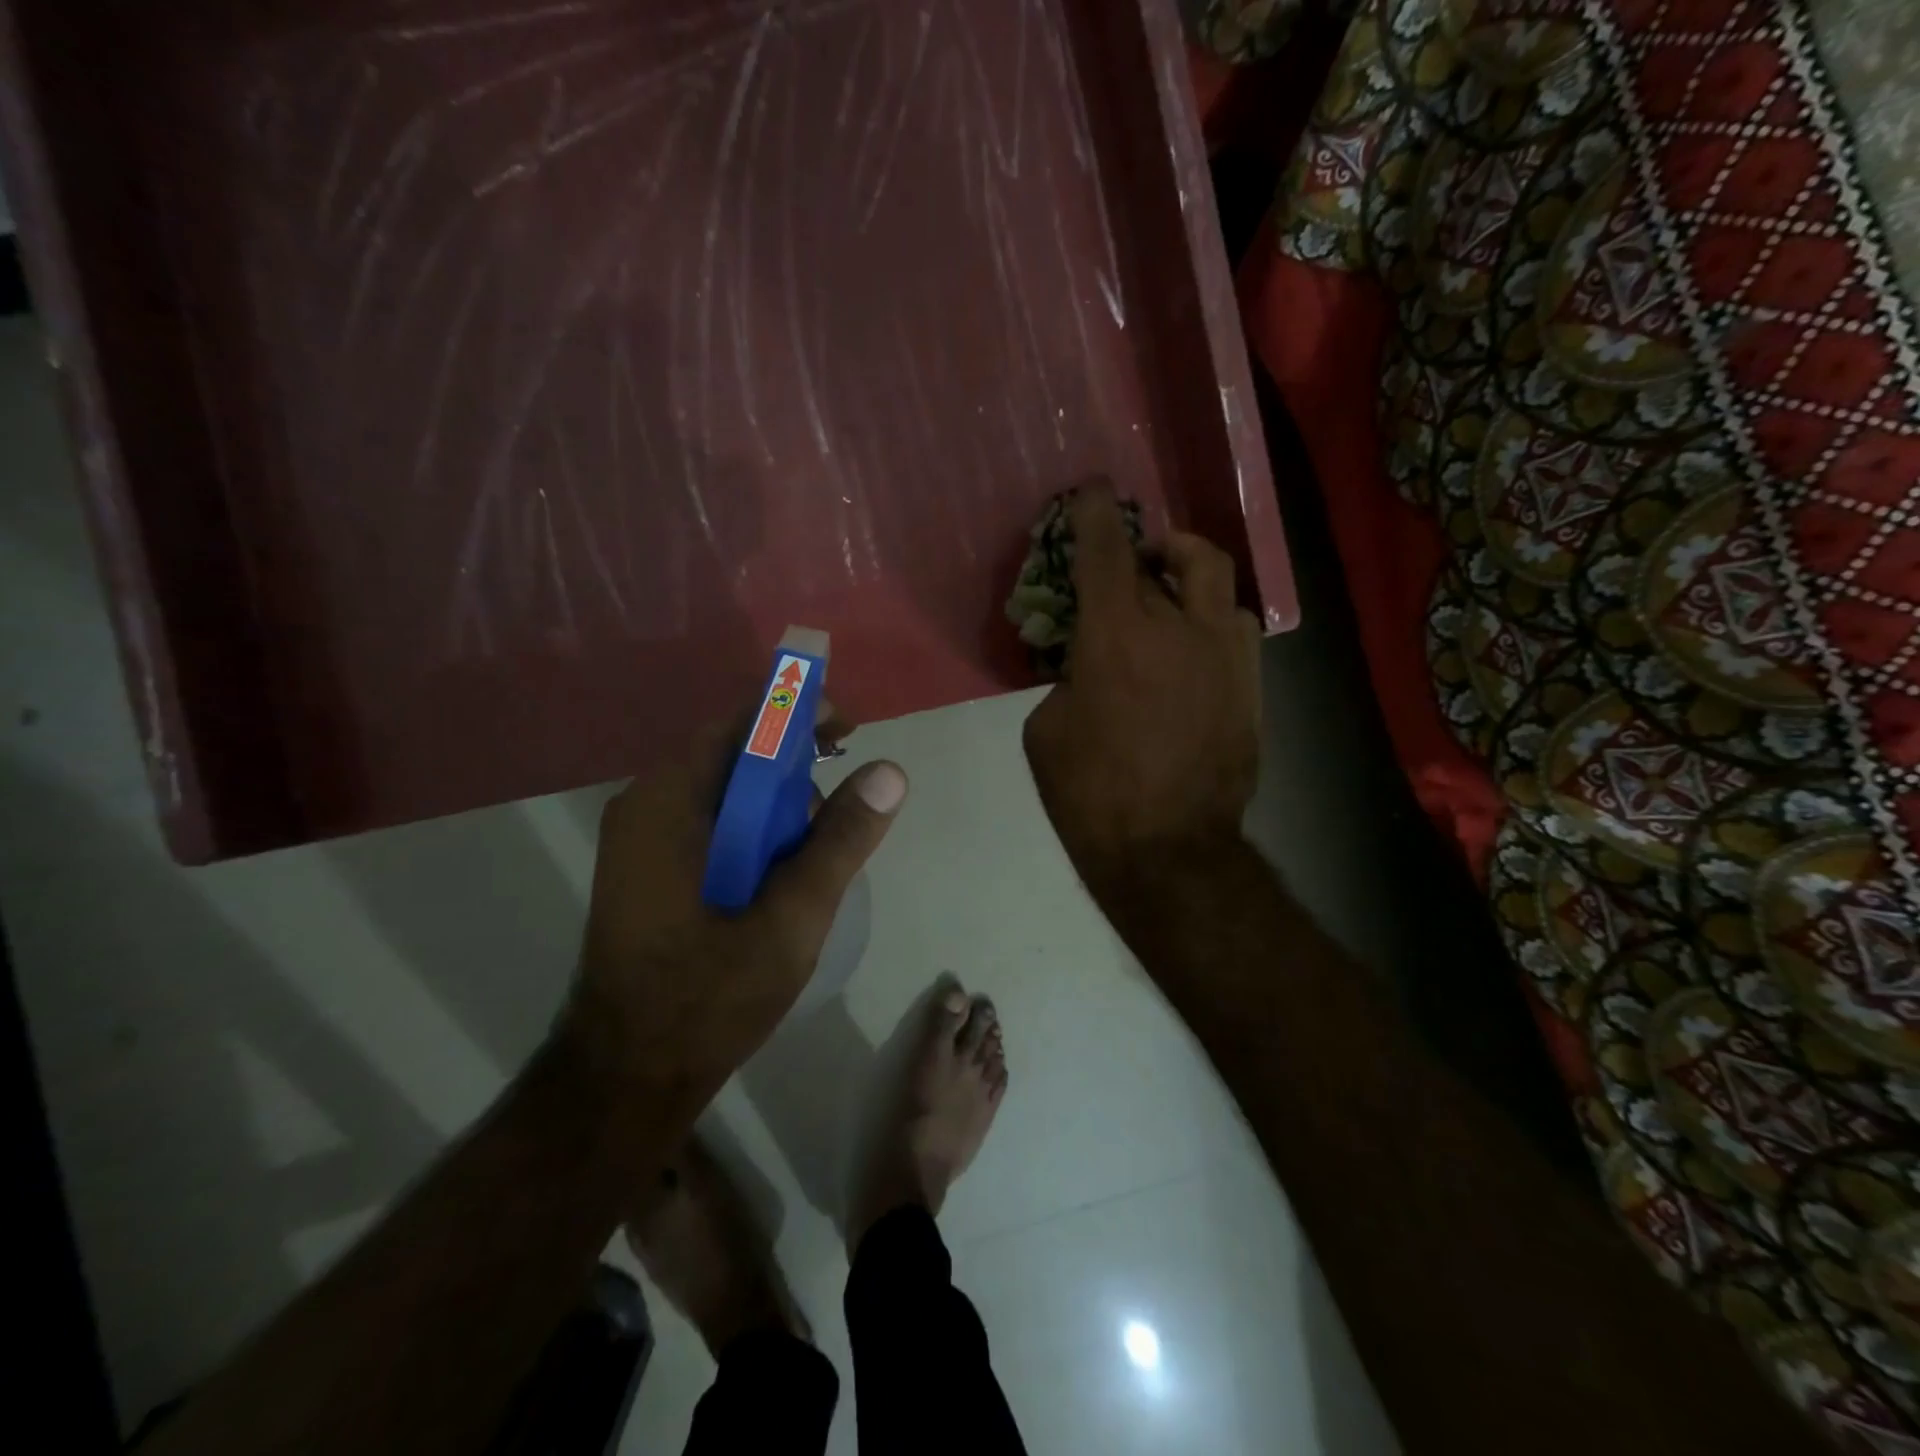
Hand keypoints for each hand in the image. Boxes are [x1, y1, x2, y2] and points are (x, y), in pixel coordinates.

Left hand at [561, 712, 906, 1113]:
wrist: (627, 1077)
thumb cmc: (708, 996)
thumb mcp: (792, 916)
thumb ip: (841, 839)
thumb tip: (889, 770)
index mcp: (667, 803)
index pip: (738, 724)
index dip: (796, 714)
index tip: (848, 731)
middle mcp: (645, 807)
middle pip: (731, 756)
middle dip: (793, 768)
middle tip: (841, 806)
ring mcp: (641, 841)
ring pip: (724, 794)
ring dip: (776, 806)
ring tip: (814, 853)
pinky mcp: (649, 871)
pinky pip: (711, 826)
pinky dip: (754, 833)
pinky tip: (781, 875)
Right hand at [1023, 489, 1260, 885]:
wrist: (1168, 850)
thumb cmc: (1090, 793)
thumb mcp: (1045, 729)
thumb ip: (1064, 678)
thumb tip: (1086, 665)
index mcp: (1115, 634)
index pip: (1104, 548)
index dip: (1095, 511)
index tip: (1092, 491)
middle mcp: (1177, 626)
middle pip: (1172, 552)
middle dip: (1148, 543)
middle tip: (1132, 556)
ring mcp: (1224, 653)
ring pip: (1216, 579)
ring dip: (1187, 572)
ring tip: (1169, 594)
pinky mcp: (1249, 684)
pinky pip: (1236, 625)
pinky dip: (1211, 618)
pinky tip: (1192, 646)